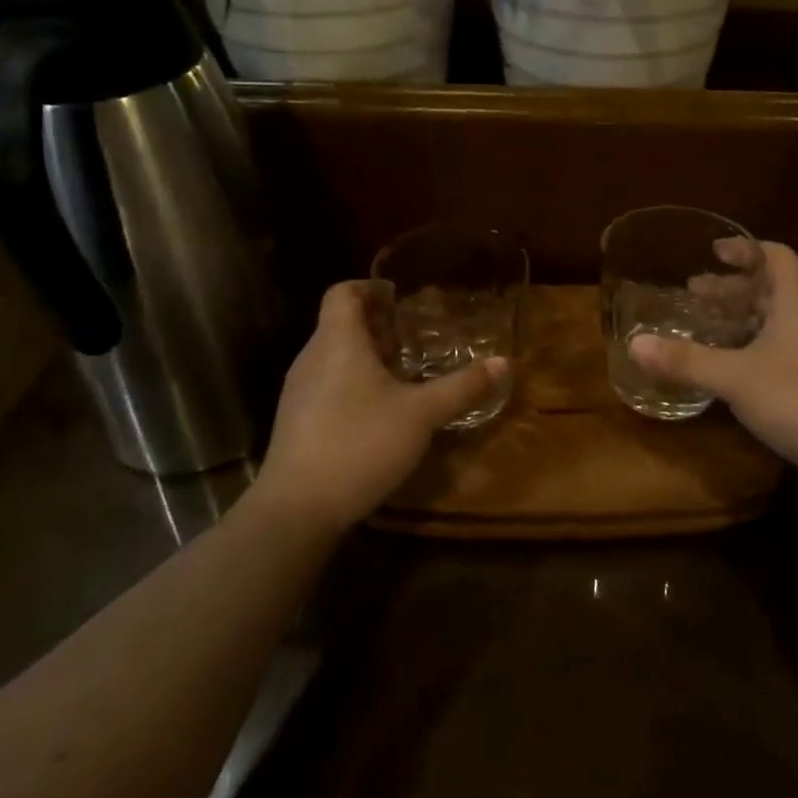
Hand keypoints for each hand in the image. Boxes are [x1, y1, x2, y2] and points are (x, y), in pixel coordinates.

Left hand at [253, 281, 502, 533]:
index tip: (398, 295)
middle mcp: (311, 357)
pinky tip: (377, 409)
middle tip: (412, 334)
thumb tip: (503, 362)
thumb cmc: (360, 444)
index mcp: (338, 342)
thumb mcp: (421, 415)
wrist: (296, 510)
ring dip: (364, 354)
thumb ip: (462, 387)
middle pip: (338, 323)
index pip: (342, 293)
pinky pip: (325, 382)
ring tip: (400, 370)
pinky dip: (351, 380)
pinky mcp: (295, 421)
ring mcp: (298, 391)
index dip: (369, 287)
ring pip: (332, 355)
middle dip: (375, 324)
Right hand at [630, 243, 797, 492]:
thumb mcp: (736, 377)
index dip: (745, 249)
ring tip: (705, 329)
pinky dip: (752, 350)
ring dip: (741, 321)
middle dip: (732, 290)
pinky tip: (731, 371)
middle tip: (694, 293)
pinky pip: (781, 352)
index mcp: (796, 303)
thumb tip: (635, 344)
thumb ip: (687, 360)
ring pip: (776, 324)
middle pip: (771, 290)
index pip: (776, 257)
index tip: (714, 251)